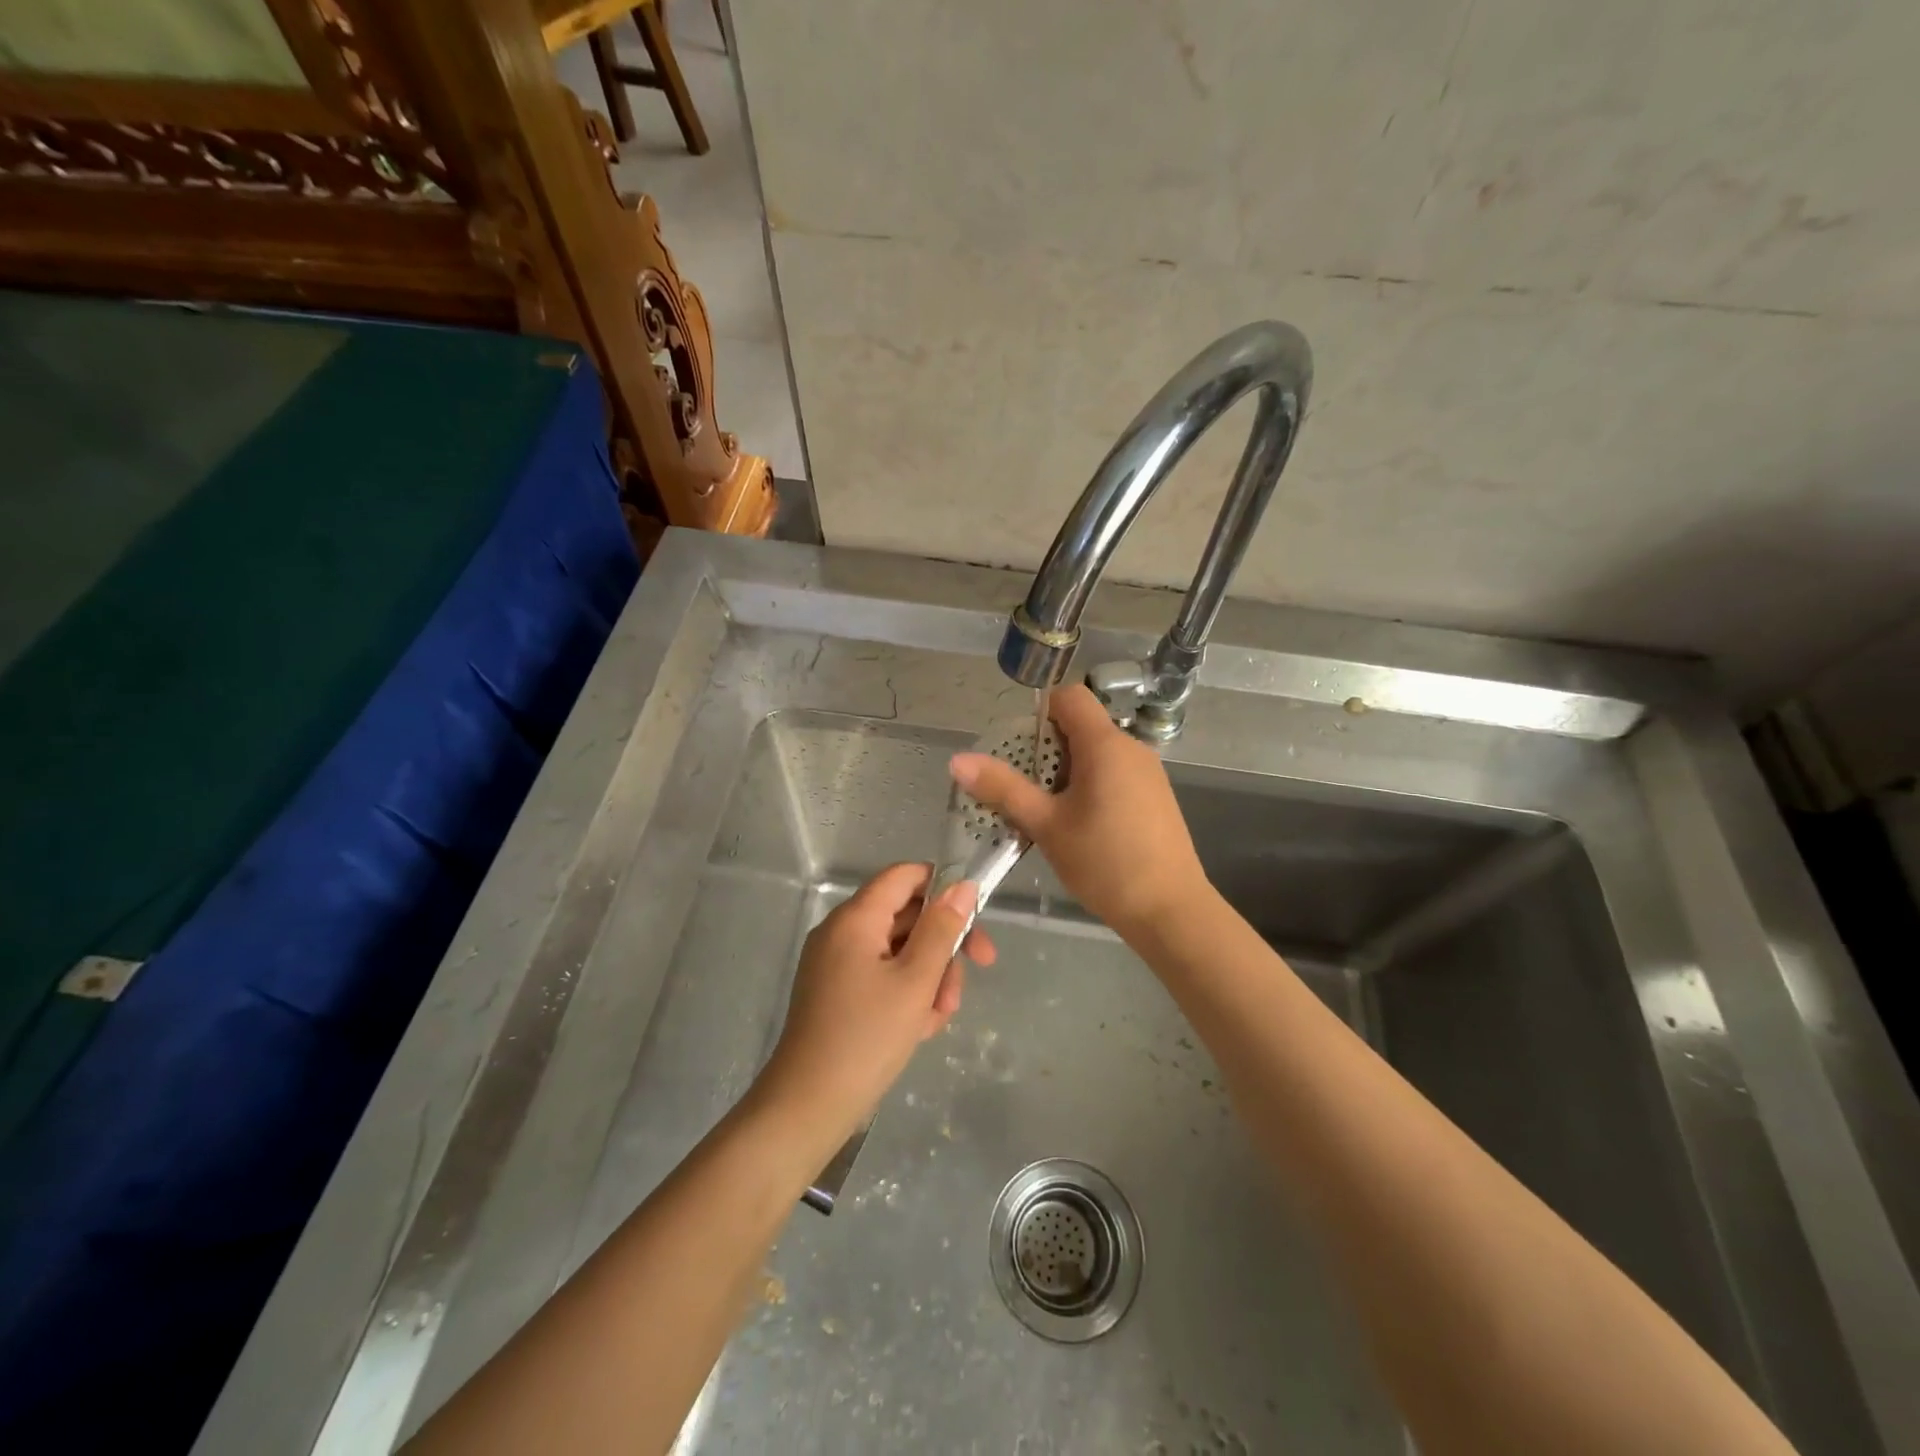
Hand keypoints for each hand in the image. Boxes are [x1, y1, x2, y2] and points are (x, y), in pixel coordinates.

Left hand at [754, 864, 994, 1151]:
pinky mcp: (837, 991)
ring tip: (939, 1016)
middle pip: (906, 915)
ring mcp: (837, 963)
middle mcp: (842, 931)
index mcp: (855, 918)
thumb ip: (942, 929)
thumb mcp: (916, 981)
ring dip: (930, 975)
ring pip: (899, 950)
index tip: (974, 917)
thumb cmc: (867, 1038)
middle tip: (978, 970)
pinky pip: (882, 975)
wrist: (808, 1106)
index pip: (905, 876)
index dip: (943, 887)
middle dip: (943, 944)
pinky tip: (920, 1027)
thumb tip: (962, 885)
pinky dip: (906, 993)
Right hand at [950, 683, 1206, 937]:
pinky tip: (1079, 827)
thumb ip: (1003, 788)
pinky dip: (1090, 786)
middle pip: (1081, 726)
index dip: (1039, 711)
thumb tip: (958, 760)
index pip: (1069, 696)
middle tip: (1024, 790)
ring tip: (1047, 813)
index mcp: (1105, 744)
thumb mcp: (1046, 825)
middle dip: (1046, 749)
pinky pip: (1114, 774)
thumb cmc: (1104, 863)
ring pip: (1097, 753)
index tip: (1019, 748)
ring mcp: (1148, 772)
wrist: (1169, 910)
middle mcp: (1131, 748)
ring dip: (1066, 772)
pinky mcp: (1156, 796)